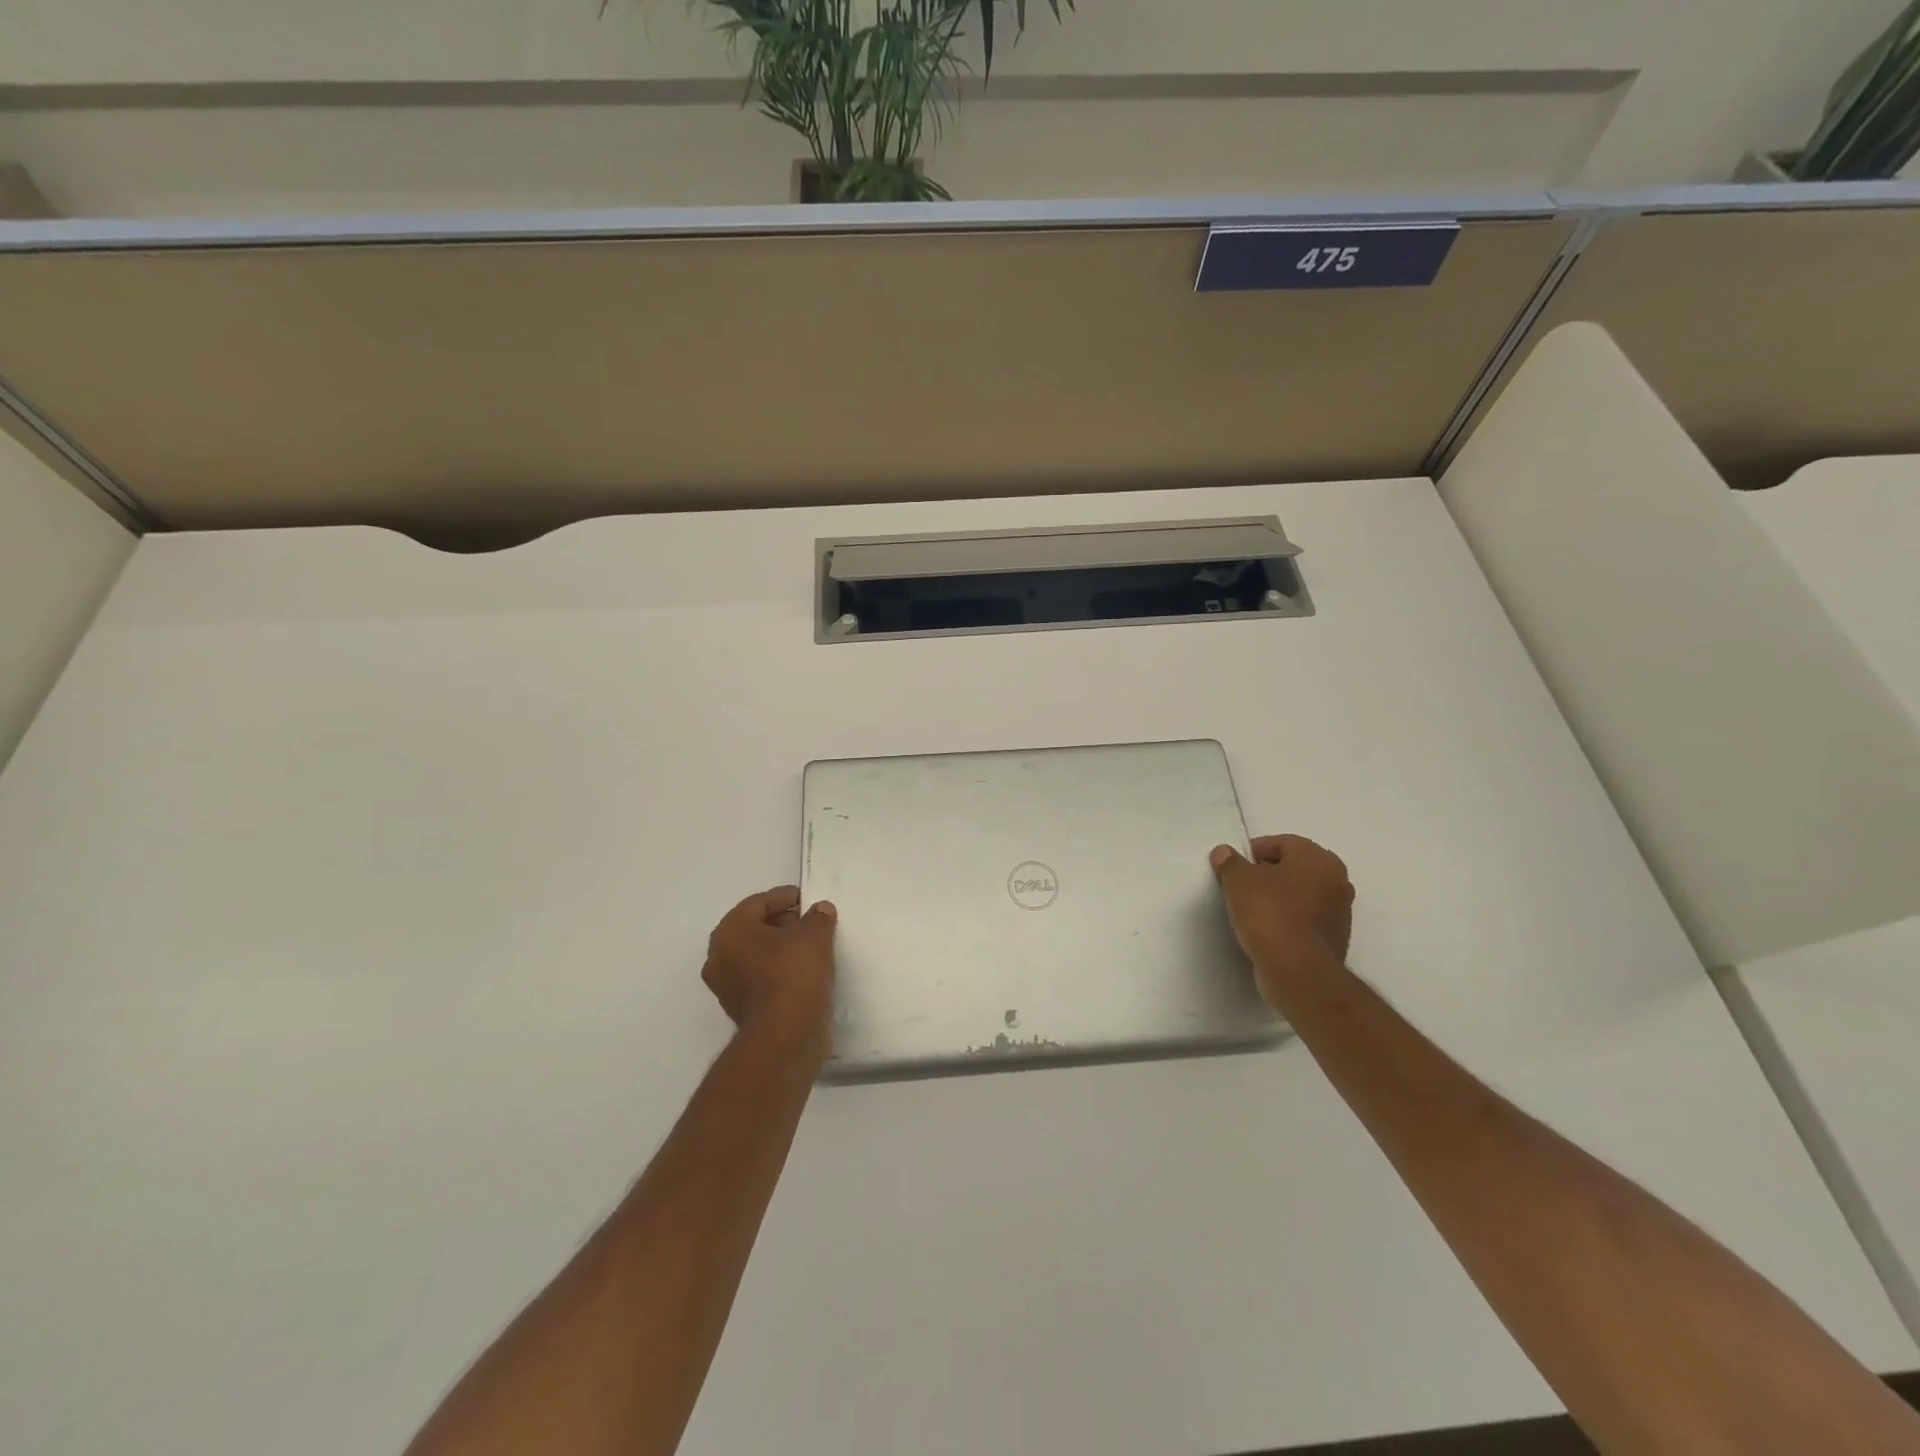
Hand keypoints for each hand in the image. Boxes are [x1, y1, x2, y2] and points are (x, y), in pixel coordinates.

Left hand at [701, 887, 837, 1048]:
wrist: (784, 1035)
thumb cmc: (793, 973)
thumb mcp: (814, 936)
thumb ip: (817, 917)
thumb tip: (819, 910)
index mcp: (730, 930)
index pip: (759, 902)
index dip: (786, 897)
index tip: (808, 900)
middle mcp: (719, 955)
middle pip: (754, 928)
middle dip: (782, 922)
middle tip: (810, 923)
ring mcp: (725, 985)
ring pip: (755, 955)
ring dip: (780, 948)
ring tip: (811, 948)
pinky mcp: (738, 1008)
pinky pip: (758, 978)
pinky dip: (777, 971)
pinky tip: (802, 972)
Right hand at [1210, 835, 1354, 1004]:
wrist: (1297, 971)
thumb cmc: (1270, 914)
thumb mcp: (1238, 881)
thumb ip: (1230, 863)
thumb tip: (1224, 853)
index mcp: (1319, 859)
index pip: (1281, 843)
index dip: (1253, 852)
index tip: (1233, 868)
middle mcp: (1337, 880)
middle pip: (1293, 868)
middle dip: (1267, 875)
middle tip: (1240, 887)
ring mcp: (1340, 912)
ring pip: (1301, 894)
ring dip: (1278, 898)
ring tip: (1251, 911)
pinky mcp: (1335, 939)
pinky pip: (1305, 919)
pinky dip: (1287, 920)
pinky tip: (1266, 931)